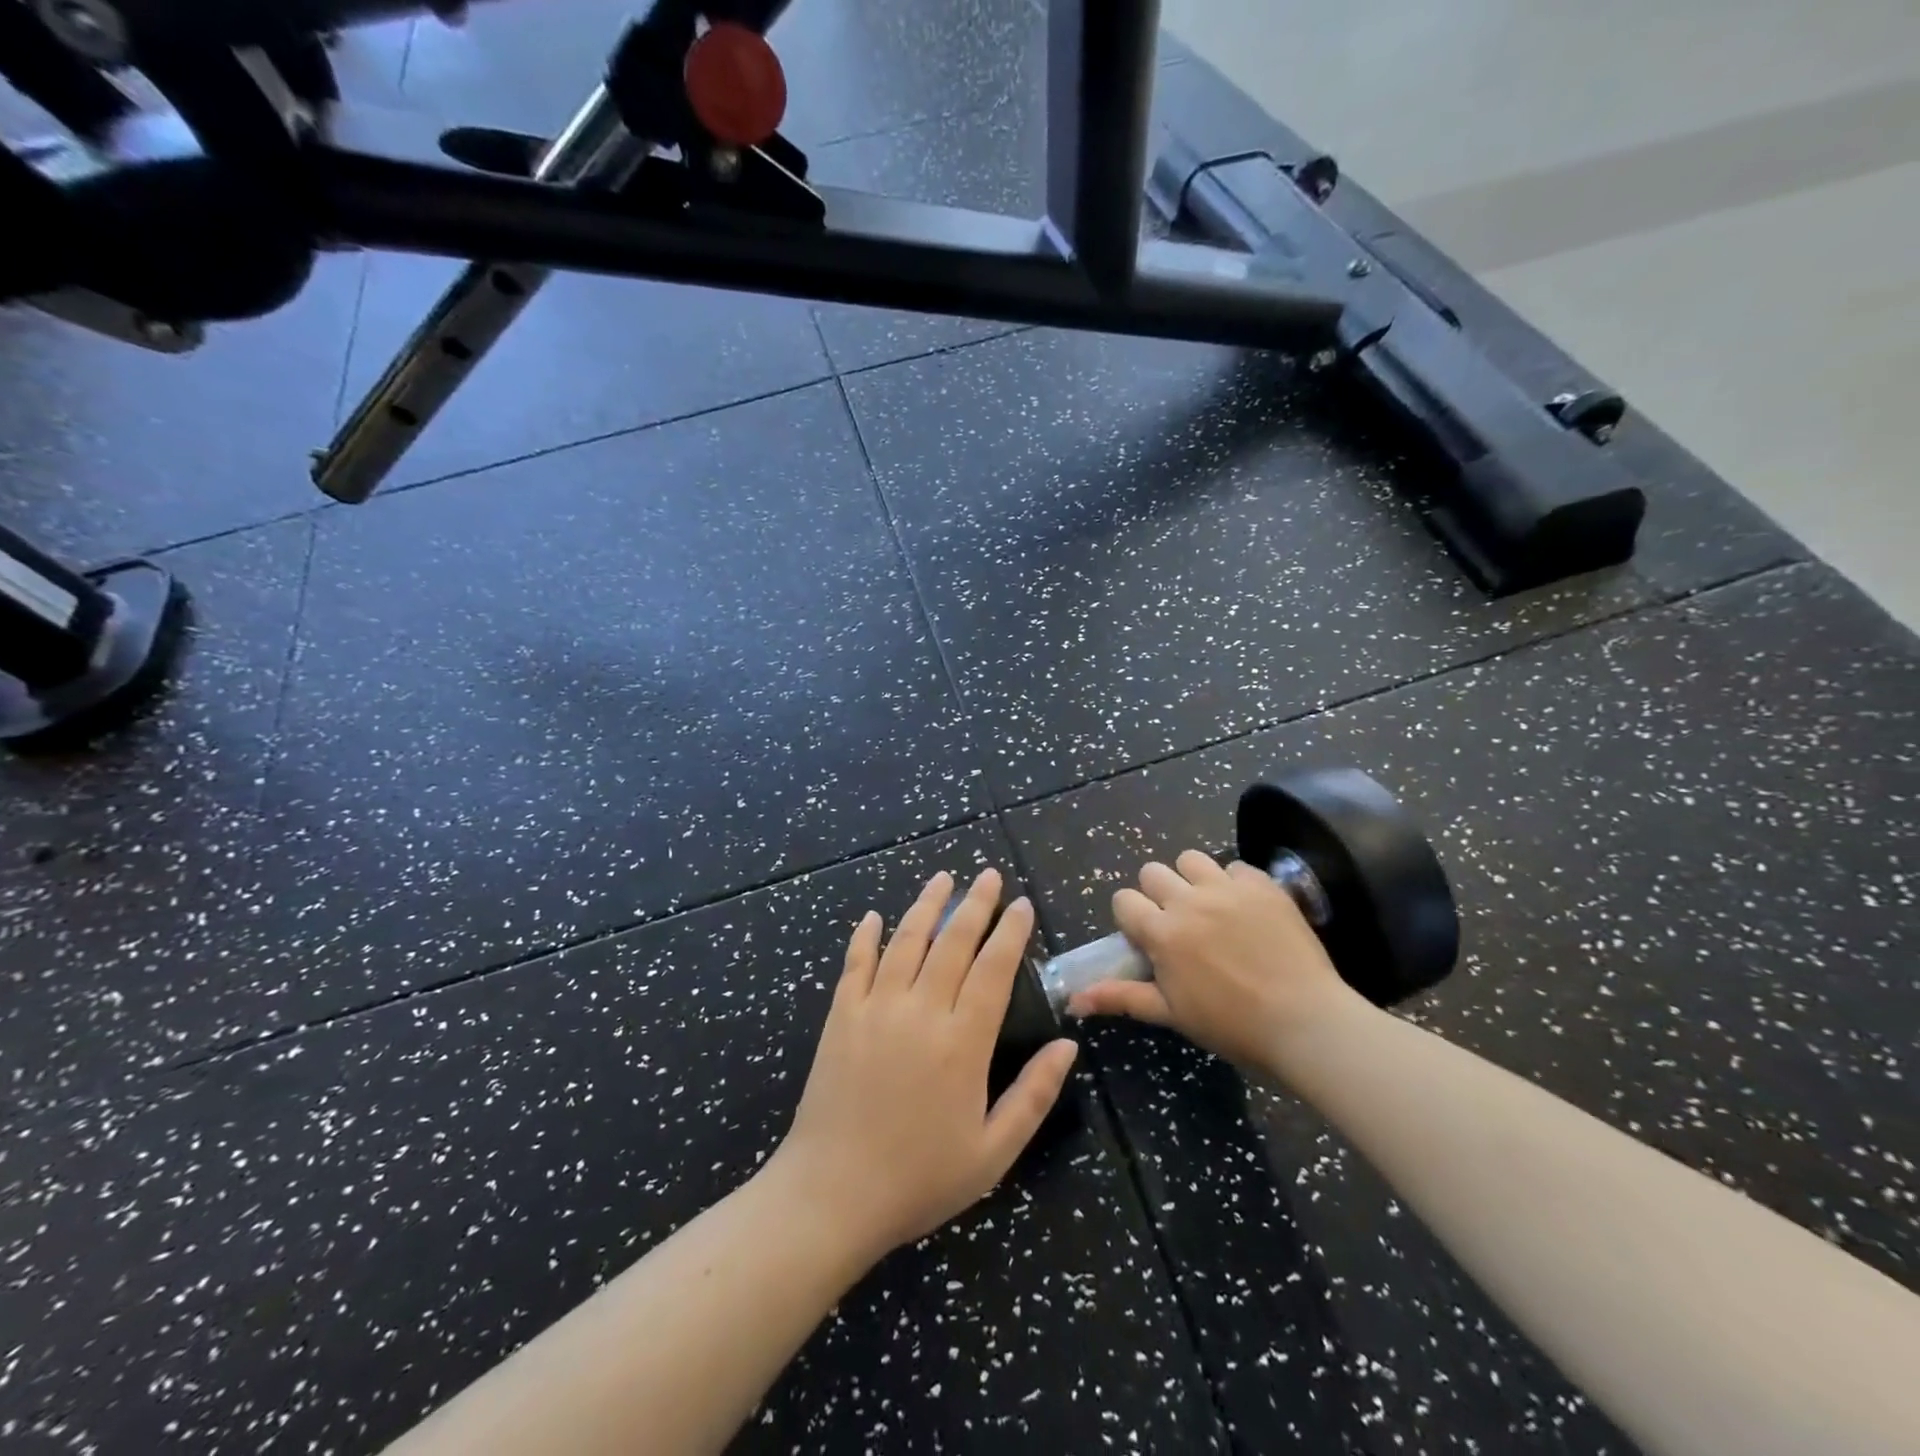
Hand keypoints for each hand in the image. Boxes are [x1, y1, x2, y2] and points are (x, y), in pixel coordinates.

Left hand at [769, 869, 1078, 1260]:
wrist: (832, 1194)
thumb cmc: (919, 1178)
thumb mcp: (992, 1152)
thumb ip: (1034, 1095)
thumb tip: (1068, 1044)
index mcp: (962, 1042)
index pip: (994, 969)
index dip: (1011, 932)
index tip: (1022, 904)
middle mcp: (920, 1011)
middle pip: (953, 943)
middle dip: (975, 904)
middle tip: (989, 876)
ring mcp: (875, 1008)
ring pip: (905, 940)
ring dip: (926, 905)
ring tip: (943, 878)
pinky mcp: (840, 1016)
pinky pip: (855, 963)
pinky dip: (865, 936)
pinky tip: (874, 916)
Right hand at [1066, 851, 1362, 1070]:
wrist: (1305, 1021)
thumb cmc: (1232, 1025)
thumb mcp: (1172, 1014)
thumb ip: (1122, 997)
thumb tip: (1073, 1000)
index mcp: (1162, 932)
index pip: (1123, 900)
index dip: (1131, 917)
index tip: (1147, 938)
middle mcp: (1188, 901)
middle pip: (1153, 872)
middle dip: (1157, 894)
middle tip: (1178, 923)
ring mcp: (1227, 888)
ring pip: (1191, 859)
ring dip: (1192, 879)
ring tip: (1208, 906)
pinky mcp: (1262, 885)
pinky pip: (1236, 866)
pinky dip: (1235, 882)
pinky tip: (1246, 909)